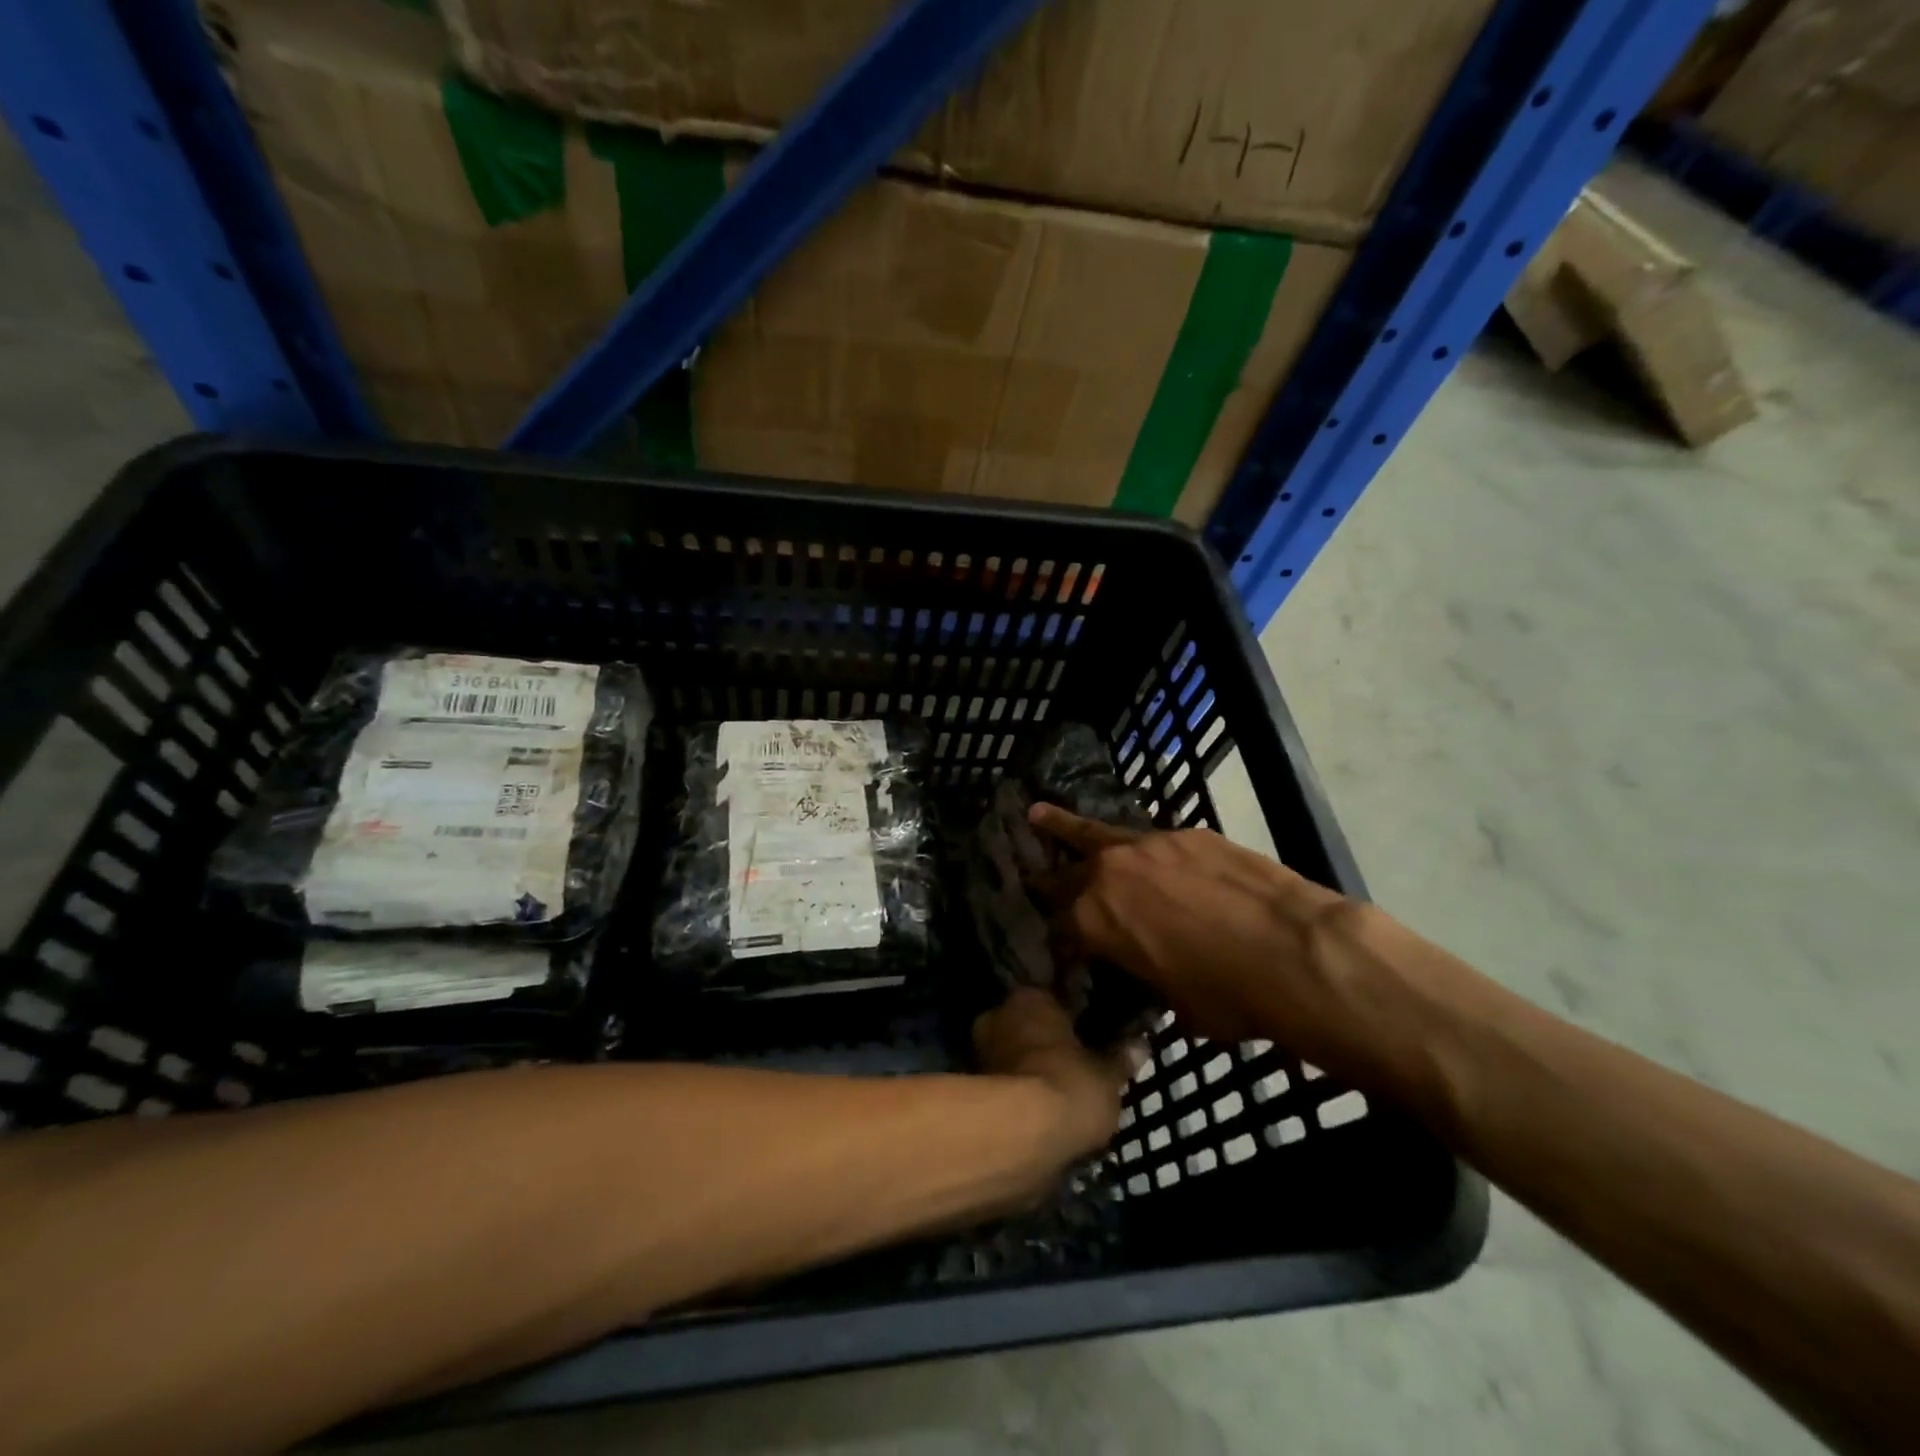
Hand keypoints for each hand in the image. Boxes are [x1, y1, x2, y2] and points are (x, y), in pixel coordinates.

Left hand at [973, 987, 1134, 1161]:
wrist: (1022, 1135)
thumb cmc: (1070, 1084)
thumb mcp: (1108, 1074)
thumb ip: (1121, 1058)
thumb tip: (1140, 1045)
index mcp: (1030, 997)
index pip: (1053, 999)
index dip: (1072, 1018)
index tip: (1087, 1035)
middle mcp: (999, 1014)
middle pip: (1027, 1026)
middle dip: (1045, 1043)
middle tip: (1073, 1067)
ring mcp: (981, 1052)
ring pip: (1013, 1056)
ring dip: (1030, 1070)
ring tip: (1058, 1096)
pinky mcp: (973, 1091)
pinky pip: (1005, 1086)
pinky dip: (1019, 1097)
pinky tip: (1040, 1115)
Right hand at [1028, 804, 1365, 1057]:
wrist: (1295, 949)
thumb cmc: (1229, 995)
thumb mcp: (1174, 1001)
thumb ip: (1147, 975)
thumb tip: (1153, 969)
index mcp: (1094, 920)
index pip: (1059, 927)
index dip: (1060, 942)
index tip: (1062, 950)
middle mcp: (1110, 873)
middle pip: (1066, 871)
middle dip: (1046, 877)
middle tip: (1029, 873)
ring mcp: (1150, 845)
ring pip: (1096, 833)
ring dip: (1067, 828)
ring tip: (1040, 813)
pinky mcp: (1189, 833)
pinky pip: (1151, 840)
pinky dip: (1141, 849)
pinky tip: (1151, 857)